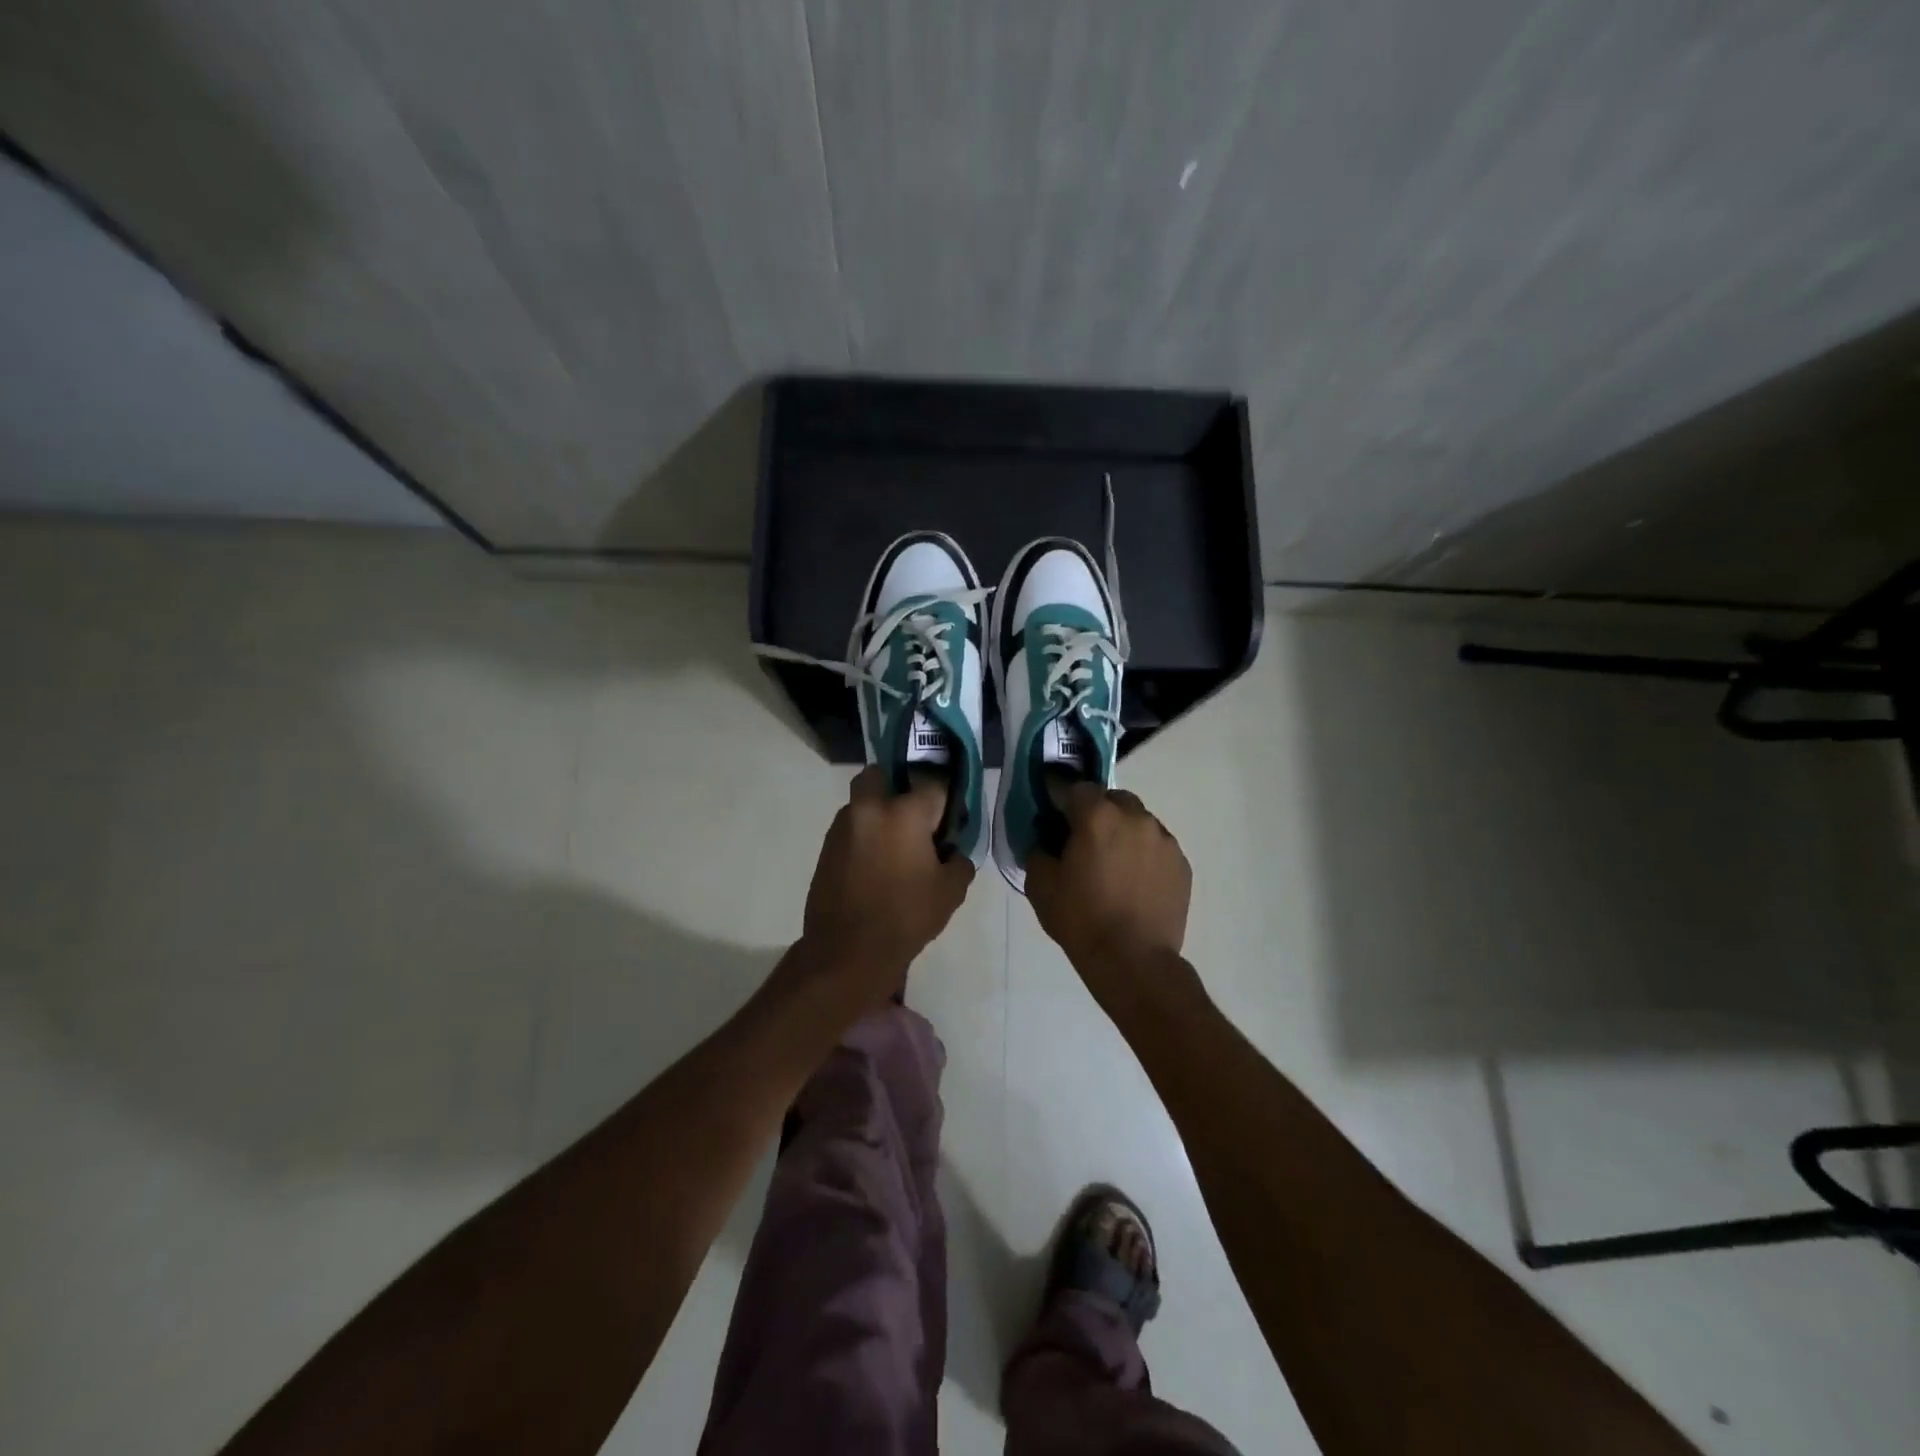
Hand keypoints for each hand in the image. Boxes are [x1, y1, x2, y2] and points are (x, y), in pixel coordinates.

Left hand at [801, 766, 974, 996]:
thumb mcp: (950, 892)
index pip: (933, 783)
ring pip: (862, 801)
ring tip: (893, 847)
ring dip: (878, 813)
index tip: (950, 817)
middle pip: (882, 775)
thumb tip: (952, 852)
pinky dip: (864, 836)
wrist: (847, 951)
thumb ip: (959, 861)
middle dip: (897, 785)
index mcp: (905, 813)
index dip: (945, 799)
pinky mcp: (826, 847)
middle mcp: (870, 808)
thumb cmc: (906, 917)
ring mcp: (843, 826)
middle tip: (913, 817)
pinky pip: (850, 828)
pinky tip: (874, 866)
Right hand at [1027, 785, 1190, 980]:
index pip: (1078, 788)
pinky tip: (1135, 883)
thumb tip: (1046, 840)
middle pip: (1113, 799)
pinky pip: (1157, 846)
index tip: (1057, 819)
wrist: (1133, 961)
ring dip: (1124, 832)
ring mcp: (1164, 840)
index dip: (1065, 801)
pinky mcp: (1181, 863)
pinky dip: (1144, 854)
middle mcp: (1136, 818)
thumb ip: (1039, 851)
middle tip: (1086, 843)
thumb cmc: (1082, 921)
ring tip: (1114, 866)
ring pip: (1139, 821)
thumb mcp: (1041, 886)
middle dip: (1099, 813)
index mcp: (1098, 817)